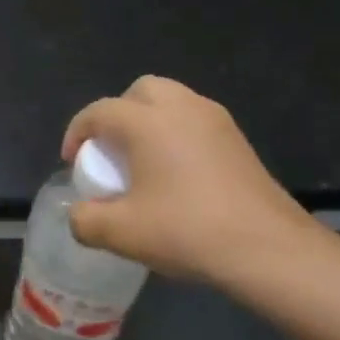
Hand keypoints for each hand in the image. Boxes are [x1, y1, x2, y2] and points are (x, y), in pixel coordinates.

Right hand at [61, 77, 321, 287]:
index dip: (77, 133)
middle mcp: (182, 108)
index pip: (99, 112)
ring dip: (148, 122)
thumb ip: (85, 220)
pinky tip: (175, 174)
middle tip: (110, 151)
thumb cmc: (186, 231)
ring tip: (141, 161)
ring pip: (172, 101)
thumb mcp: (120, 233)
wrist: (267, 248)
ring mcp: (215, 121)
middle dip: (116, 115)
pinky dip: (175, 134)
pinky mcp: (237, 140)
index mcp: (147, 122)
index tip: (72, 162)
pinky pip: (194, 120)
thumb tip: (79, 213)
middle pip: (139, 92)